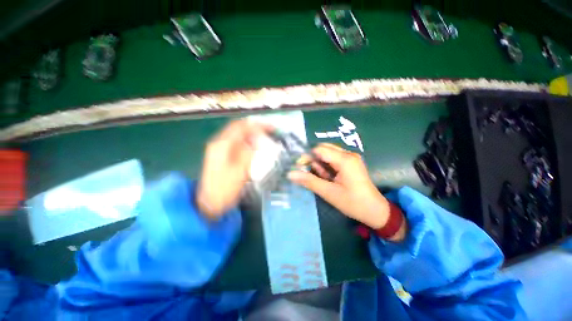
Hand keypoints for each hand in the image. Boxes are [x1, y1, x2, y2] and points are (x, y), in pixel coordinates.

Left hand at [197, 120, 271, 218]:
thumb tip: (259, 140)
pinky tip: (256, 147)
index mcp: (222, 145)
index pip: (242, 127)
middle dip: (256, 128)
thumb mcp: (240, 171)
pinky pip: (238, 144)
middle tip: (271, 132)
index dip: (258, 125)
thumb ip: (250, 153)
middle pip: (239, 128)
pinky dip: (249, 142)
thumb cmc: (224, 189)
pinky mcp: (223, 155)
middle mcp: (219, 143)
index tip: (272, 128)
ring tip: (266, 138)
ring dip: (253, 135)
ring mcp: (220, 149)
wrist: (209, 203)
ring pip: (239, 135)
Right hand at [288, 143, 405, 240]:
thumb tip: (290, 174)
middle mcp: (348, 154)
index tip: (299, 167)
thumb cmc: (353, 203)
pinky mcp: (351, 163)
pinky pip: (334, 159)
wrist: (375, 211)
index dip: (307, 157)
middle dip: (314, 160)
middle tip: (310, 173)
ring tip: (324, 179)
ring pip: (328, 154)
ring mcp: (351, 158)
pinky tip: (329, 178)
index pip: (319, 150)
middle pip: (324, 149)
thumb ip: (309, 181)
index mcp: (345, 160)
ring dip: (321, 165)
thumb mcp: (329, 192)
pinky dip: (327, 167)